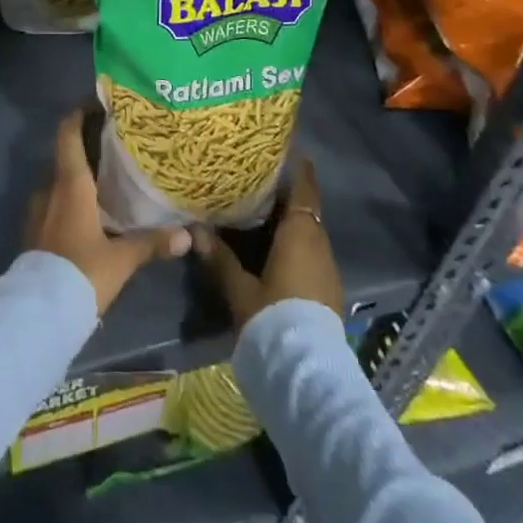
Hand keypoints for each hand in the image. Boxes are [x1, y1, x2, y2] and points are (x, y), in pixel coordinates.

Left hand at [28, 109, 190, 314]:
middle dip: (87, 147)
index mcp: (70, 184)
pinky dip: (71, 198)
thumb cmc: (82, 272)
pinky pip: (54, 202)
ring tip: (108, 178)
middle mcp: (50, 189)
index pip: (68, 134)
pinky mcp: (36, 231)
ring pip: (60, 181)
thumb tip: (188, 235)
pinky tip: (91, 212)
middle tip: (116, 144)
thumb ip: (152, 243)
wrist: (39, 312)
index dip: (78, 114)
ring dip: (79, 175)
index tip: (97, 104)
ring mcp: (38, 210)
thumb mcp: (121, 259)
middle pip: (66, 155)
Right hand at [194, 159, 343, 329]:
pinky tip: (276, 250)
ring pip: (310, 234)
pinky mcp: (328, 290)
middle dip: (288, 197)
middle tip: (262, 181)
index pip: (304, 192)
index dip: (300, 171)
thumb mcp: (239, 287)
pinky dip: (297, 243)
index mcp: (300, 234)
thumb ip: (219, 257)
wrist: (306, 369)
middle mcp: (319, 245)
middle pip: (306, 212)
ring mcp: (328, 269)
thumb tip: (194, 228)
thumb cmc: (272, 315)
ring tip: (265, 213)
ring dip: (292, 222)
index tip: (292, 153)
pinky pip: (312, 253)